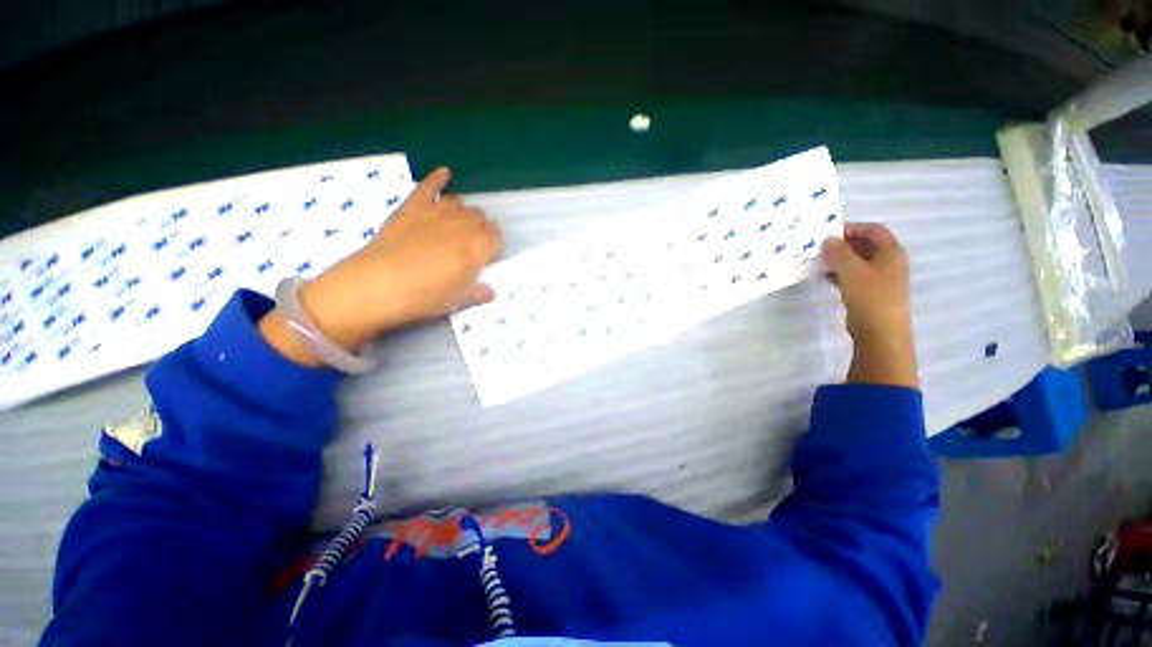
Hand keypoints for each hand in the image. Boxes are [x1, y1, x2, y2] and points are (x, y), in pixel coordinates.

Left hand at [260, 167, 501, 365]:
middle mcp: (462, 225)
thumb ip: (480, 292)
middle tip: (470, 245)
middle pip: (480, 217)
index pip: (496, 236)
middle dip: (480, 229)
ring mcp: (436, 212)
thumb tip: (490, 291)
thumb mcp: (459, 301)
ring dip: (463, 213)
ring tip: (456, 226)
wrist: (379, 285)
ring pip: (460, 203)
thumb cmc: (425, 297)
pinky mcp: (412, 207)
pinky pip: (428, 186)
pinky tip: (444, 172)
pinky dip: (437, 178)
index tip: (486, 256)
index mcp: (478, 247)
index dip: (493, 245)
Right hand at [822, 223, 917, 387]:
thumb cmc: (870, 297)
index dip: (851, 228)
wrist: (880, 333)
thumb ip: (839, 252)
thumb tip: (828, 240)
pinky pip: (852, 275)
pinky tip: (823, 276)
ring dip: (837, 259)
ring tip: (816, 261)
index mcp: (890, 252)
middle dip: (841, 244)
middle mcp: (888, 262)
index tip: (827, 233)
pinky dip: (838, 273)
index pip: (872, 230)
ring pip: (856, 261)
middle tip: (817, 247)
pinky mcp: (869, 292)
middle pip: (864, 245)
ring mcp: (879, 278)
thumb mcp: (852, 270)